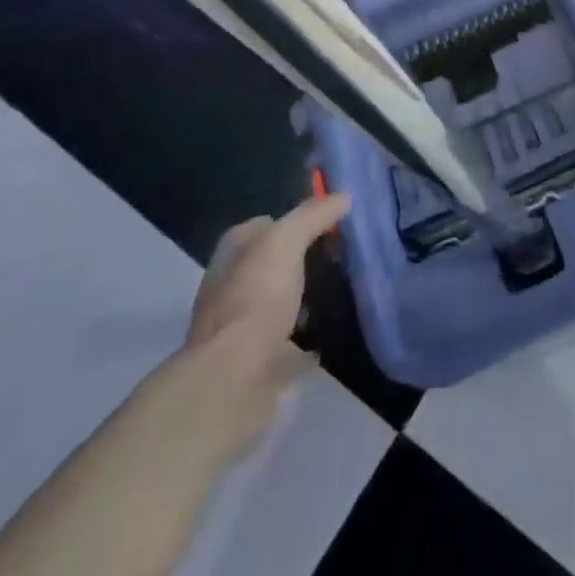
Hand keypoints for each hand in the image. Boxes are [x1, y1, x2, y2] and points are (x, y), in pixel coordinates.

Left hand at [183, 193, 349, 448]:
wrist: (235, 379)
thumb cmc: (255, 300)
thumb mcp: (284, 243)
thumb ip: (312, 216)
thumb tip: (343, 196)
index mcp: (231, 258)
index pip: (260, 227)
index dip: (289, 220)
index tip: (325, 220)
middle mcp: (231, 290)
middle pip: (271, 266)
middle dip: (300, 261)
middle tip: (341, 255)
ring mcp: (243, 330)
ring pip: (279, 304)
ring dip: (303, 300)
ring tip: (343, 290)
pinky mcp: (259, 363)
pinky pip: (290, 343)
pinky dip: (308, 339)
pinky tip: (334, 332)